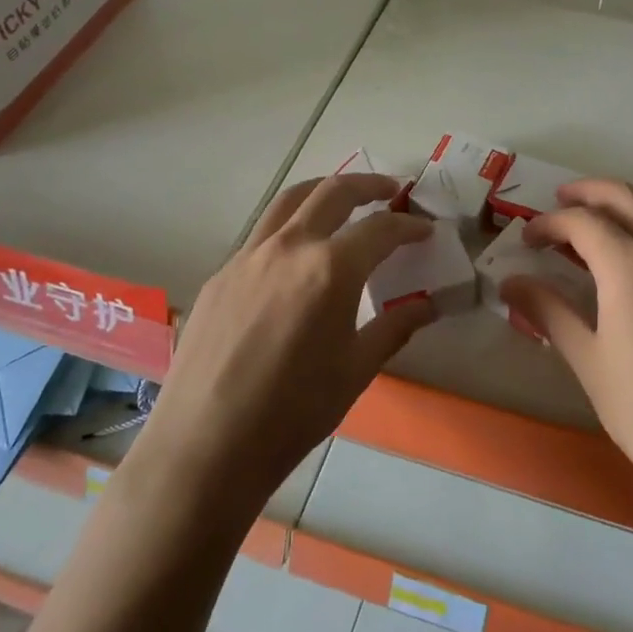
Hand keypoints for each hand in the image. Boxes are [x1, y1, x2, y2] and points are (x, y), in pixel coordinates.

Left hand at [128, 173, 433, 516]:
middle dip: (368, 185)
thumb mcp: (356, 370)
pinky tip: (296, 257)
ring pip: (289, 201)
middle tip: (391, 191)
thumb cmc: (293, 413)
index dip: (409, 226)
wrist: (205, 446)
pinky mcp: (220, 275)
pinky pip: (261, 235)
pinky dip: (289, 227)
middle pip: (333, 193)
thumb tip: (427, 305)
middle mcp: (288, 247)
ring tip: (343, 199)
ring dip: (322, 191)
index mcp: (330, 269)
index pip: (381, 229)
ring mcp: (247, 257)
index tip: (426, 230)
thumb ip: (394, 327)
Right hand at [501, 180, 632, 521]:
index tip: (527, 239)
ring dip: (621, 206)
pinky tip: (629, 262)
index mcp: (632, 266)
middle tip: (558, 202)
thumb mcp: (589, 361)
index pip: (584, 222)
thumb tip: (510, 283)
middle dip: (589, 192)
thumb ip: (549, 312)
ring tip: (591, 225)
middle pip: (626, 198)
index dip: (549, 223)